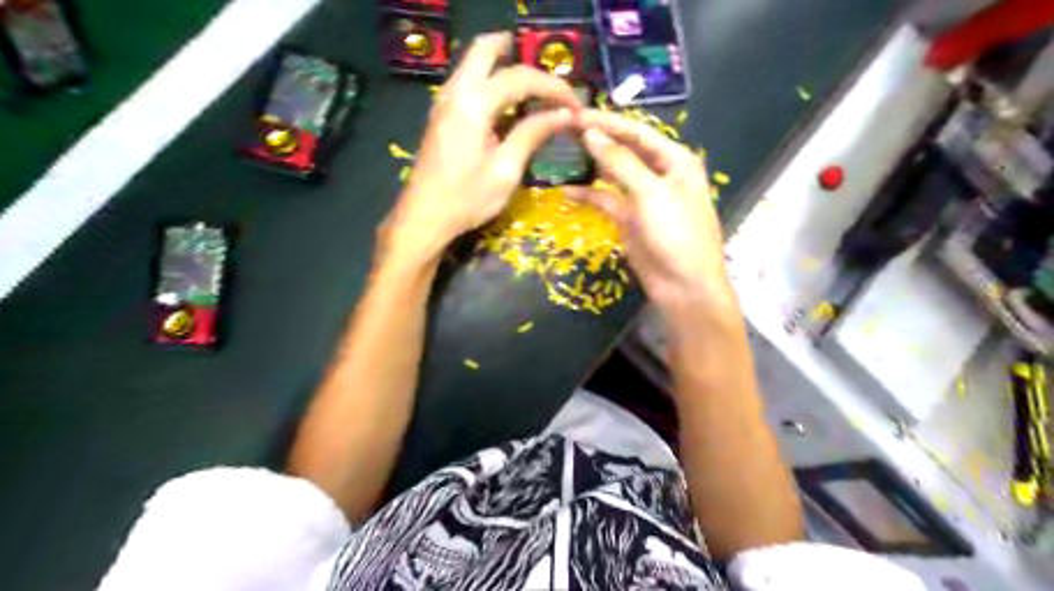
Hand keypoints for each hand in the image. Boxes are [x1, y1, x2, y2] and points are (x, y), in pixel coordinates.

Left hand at [385, 33, 585, 263]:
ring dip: (503, 67)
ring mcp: (444, 102)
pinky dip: (490, 82)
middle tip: (547, 77)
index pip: (520, 78)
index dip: (552, 87)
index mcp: (473, 104)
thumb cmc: (466, 199)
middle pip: (485, 49)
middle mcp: (455, 92)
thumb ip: (532, 134)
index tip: (575, 105)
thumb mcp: (506, 170)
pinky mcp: (441, 115)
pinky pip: (467, 82)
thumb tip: (564, 115)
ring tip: (534, 91)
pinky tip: (508, 106)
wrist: (424, 218)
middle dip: (520, 54)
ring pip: (474, 63)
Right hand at [576, 109, 733, 316]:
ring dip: (591, 165)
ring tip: (561, 152)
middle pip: (624, 150)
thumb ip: (620, 163)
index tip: (575, 114)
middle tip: (563, 128)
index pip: (637, 132)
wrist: (684, 286)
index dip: (607, 122)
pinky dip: (589, 195)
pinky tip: (566, 190)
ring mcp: (643, 198)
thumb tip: (591, 134)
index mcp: (674, 160)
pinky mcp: (629, 219)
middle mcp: (659, 174)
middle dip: (597, 140)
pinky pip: (606, 200)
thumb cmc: (677, 233)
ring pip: (613, 174)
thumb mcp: (650, 193)